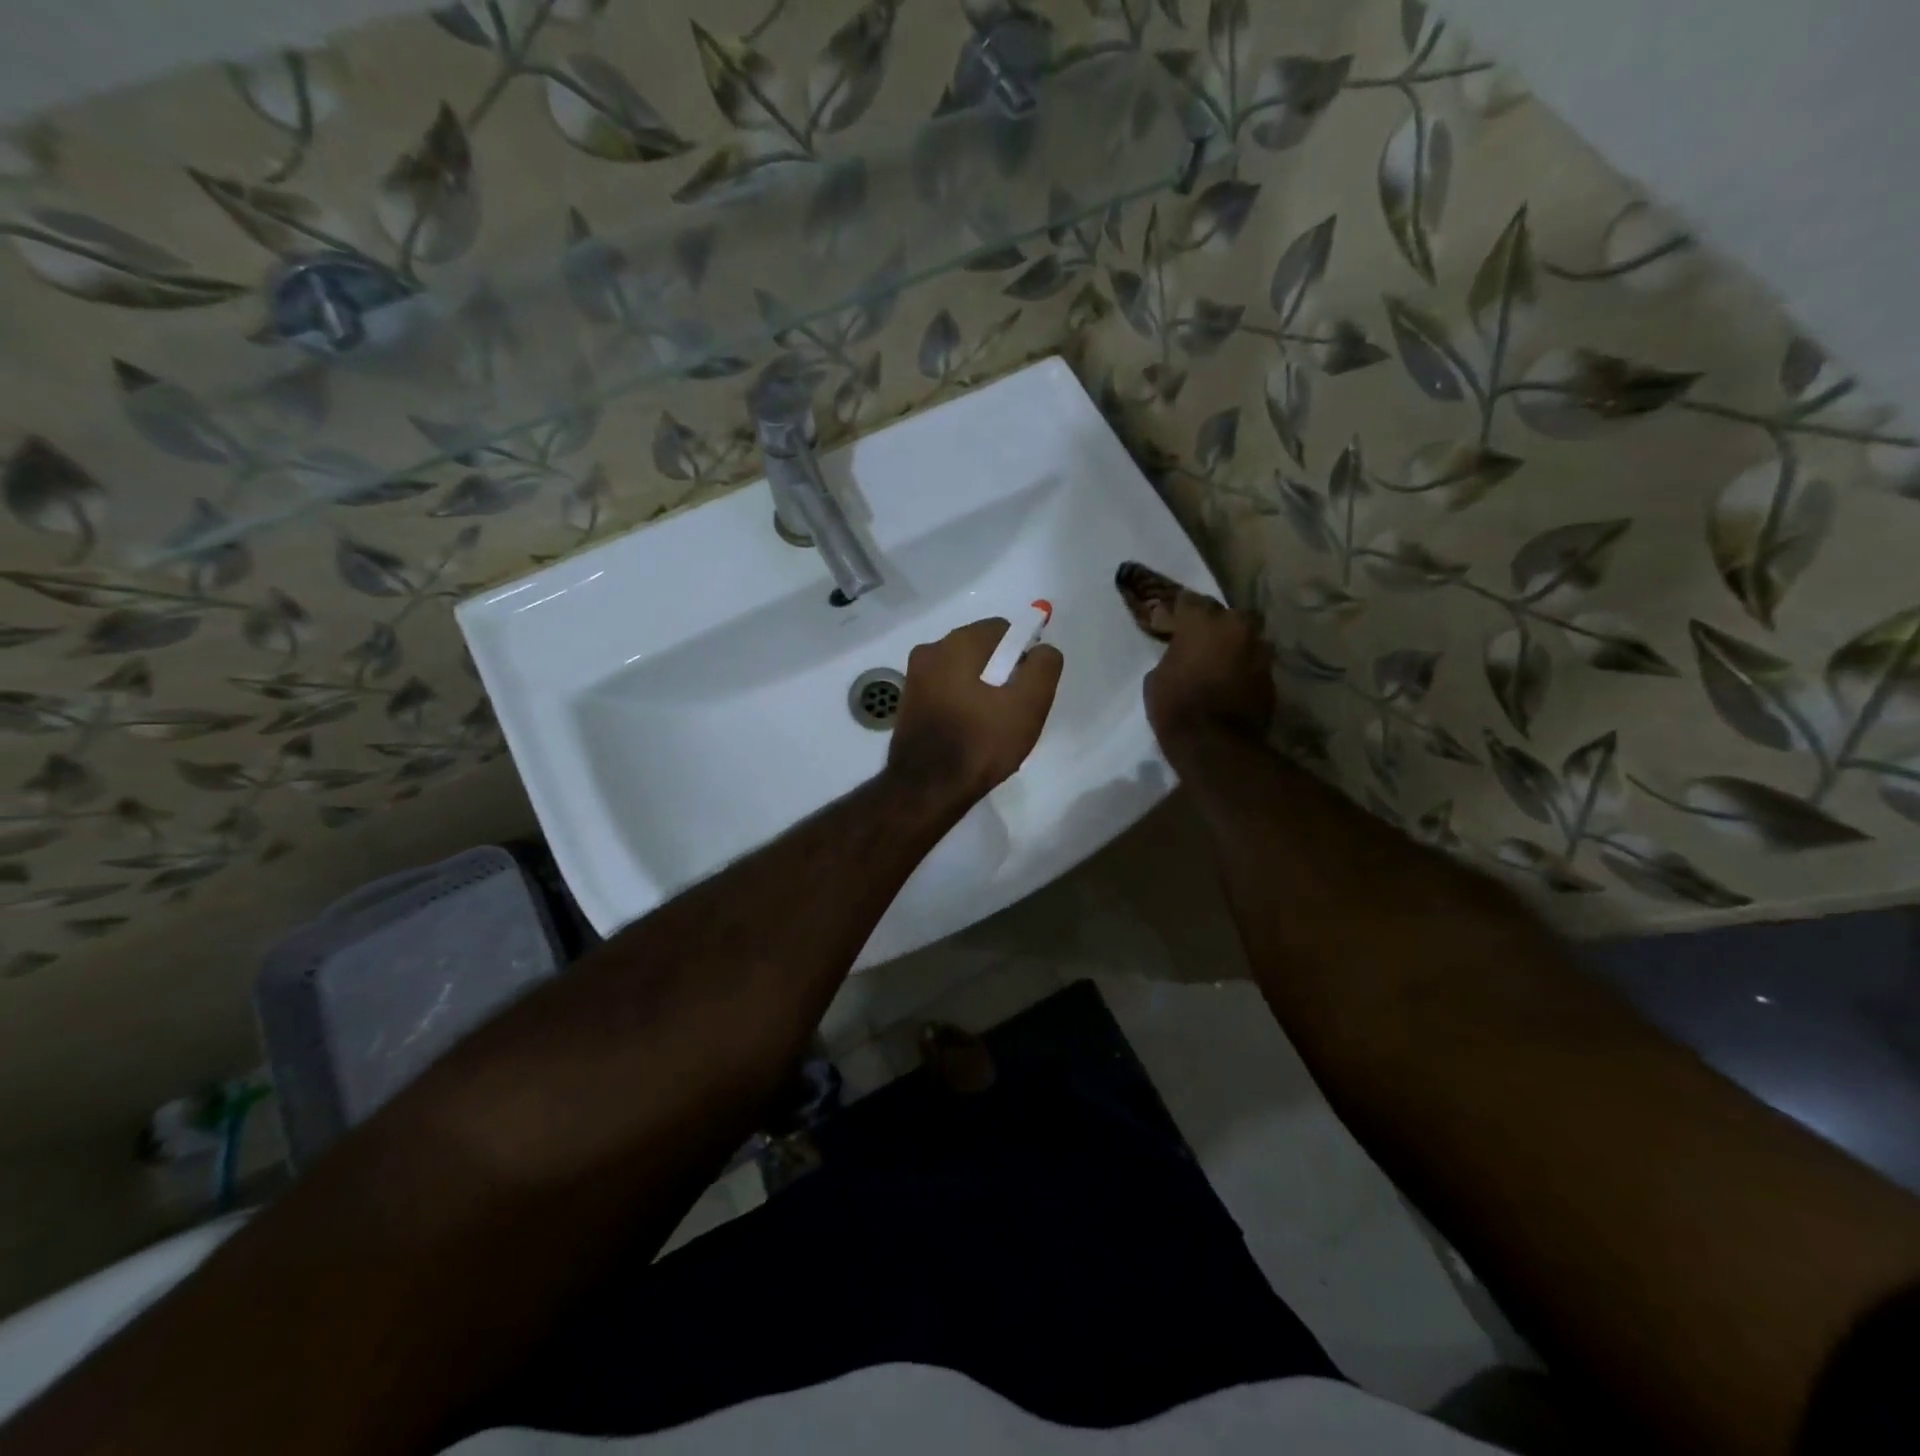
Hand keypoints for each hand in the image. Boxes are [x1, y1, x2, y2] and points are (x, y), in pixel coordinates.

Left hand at [887, 618, 1064, 802]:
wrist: (927, 789)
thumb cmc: (982, 742)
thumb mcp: (1029, 703)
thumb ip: (1044, 666)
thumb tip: (1041, 650)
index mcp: (958, 643)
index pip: (1005, 631)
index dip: (1023, 657)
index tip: (1027, 690)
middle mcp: (930, 651)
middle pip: (982, 651)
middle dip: (1002, 673)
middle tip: (1012, 712)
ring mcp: (914, 678)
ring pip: (963, 673)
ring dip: (981, 690)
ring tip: (991, 727)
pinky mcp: (908, 704)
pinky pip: (946, 693)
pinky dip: (961, 705)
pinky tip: (969, 733)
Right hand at [1143, 591, 1273, 753]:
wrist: (1214, 742)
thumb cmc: (1175, 705)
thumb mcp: (1156, 677)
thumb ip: (1172, 656)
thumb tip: (1182, 656)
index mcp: (1202, 621)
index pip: (1190, 600)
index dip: (1181, 610)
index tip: (1174, 619)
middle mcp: (1236, 627)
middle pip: (1230, 613)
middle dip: (1220, 623)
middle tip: (1206, 638)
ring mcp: (1259, 651)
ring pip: (1250, 637)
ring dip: (1239, 645)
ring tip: (1225, 661)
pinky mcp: (1271, 676)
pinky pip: (1257, 663)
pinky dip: (1247, 669)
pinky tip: (1235, 682)